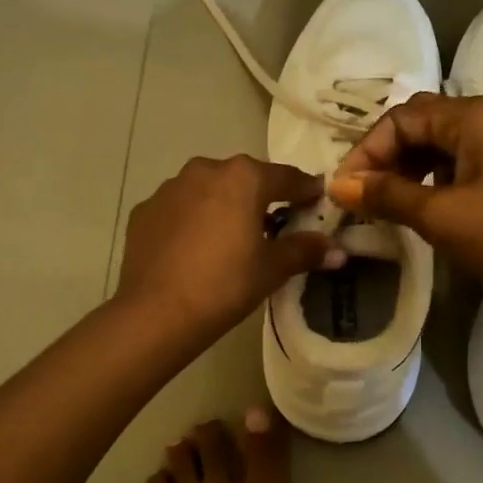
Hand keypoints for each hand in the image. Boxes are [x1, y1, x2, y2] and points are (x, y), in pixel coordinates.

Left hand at [117, 155, 342, 341]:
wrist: (157, 312)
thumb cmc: (225, 284)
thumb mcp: (272, 269)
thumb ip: (305, 251)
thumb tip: (338, 251)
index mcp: (243, 178)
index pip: (286, 177)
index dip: (305, 189)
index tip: (316, 199)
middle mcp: (205, 170)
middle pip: (244, 178)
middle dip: (261, 196)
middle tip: (273, 222)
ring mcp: (170, 188)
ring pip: (207, 190)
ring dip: (222, 205)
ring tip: (230, 236)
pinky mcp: (144, 210)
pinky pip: (178, 208)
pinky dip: (191, 220)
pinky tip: (194, 248)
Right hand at [329, 93, 482, 296]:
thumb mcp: (440, 216)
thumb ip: (386, 196)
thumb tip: (339, 185)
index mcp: (471, 116)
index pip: (401, 119)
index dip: (367, 152)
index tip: (346, 190)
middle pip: (419, 126)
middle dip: (385, 158)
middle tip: (363, 197)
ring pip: (438, 147)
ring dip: (407, 171)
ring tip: (387, 206)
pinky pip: (458, 164)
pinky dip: (432, 182)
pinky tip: (422, 210)